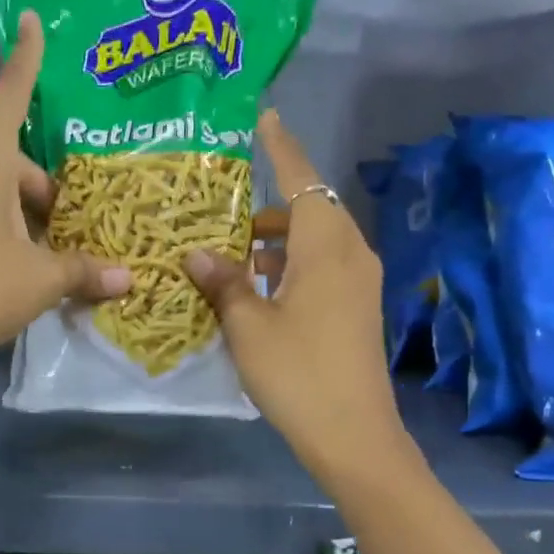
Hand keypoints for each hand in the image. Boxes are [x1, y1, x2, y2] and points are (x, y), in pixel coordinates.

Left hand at [0, 12, 131, 364]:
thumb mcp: (40, 280)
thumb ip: (83, 272)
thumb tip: (127, 278)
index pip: (8, 101)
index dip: (25, 62)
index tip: (29, 21)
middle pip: (11, 162)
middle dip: (43, 188)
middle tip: (70, 225)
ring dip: (26, 215)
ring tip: (52, 253)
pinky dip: (4, 232)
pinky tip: (20, 269)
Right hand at [183, 110, 411, 469]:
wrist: (353, 434)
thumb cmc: (297, 372)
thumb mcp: (247, 326)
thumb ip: (223, 283)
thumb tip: (196, 255)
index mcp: (326, 246)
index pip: (302, 179)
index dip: (281, 148)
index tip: (265, 118)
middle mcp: (349, 253)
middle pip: (308, 210)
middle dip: (267, 207)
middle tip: (221, 210)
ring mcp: (358, 283)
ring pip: (313, 242)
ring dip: (275, 242)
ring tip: (230, 255)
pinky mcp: (356, 309)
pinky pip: (321, 268)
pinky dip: (289, 266)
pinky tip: (256, 289)